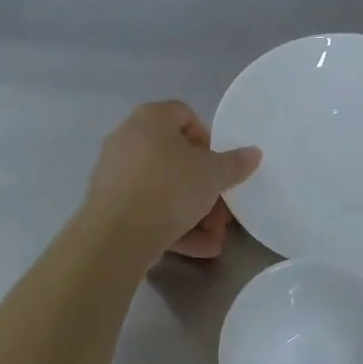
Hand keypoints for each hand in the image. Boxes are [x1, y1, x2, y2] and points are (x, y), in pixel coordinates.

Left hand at [81, 101, 261, 260]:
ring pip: (163, 188)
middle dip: (205, 187)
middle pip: (176, 158)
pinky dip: (171, 224)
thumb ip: (235, 163)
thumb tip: (254, 153)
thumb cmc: (170, 188)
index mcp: (152, 118)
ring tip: (214, 238)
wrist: (116, 235)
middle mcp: (129, 138)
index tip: (220, 166)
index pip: (185, 115)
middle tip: (223, 212)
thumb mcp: (213, 175)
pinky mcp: (109, 204)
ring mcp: (115, 172)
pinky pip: (147, 208)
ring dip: (193, 212)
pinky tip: (198, 248)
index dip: (208, 140)